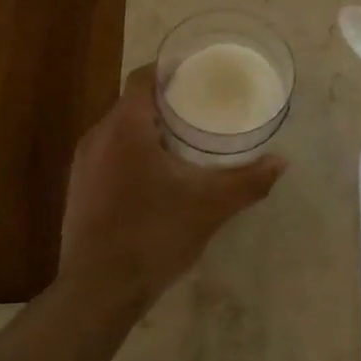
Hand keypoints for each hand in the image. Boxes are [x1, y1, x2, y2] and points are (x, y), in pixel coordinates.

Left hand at [58, 64, 285, 308]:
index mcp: (125, 128)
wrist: (98, 290)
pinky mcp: (78, 190)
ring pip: (118, 132)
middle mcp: (97, 137)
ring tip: (182, 143)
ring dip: (147, 131)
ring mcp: (83, 165)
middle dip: (164, 104)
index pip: (143, 78)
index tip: (197, 74)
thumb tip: (282, 162)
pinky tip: (154, 179)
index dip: (169, 70)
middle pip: (131, 104)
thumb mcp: (210, 207)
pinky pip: (107, 156)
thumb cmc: (154, 235)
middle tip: (200, 110)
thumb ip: (248, 181)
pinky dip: (131, 155)